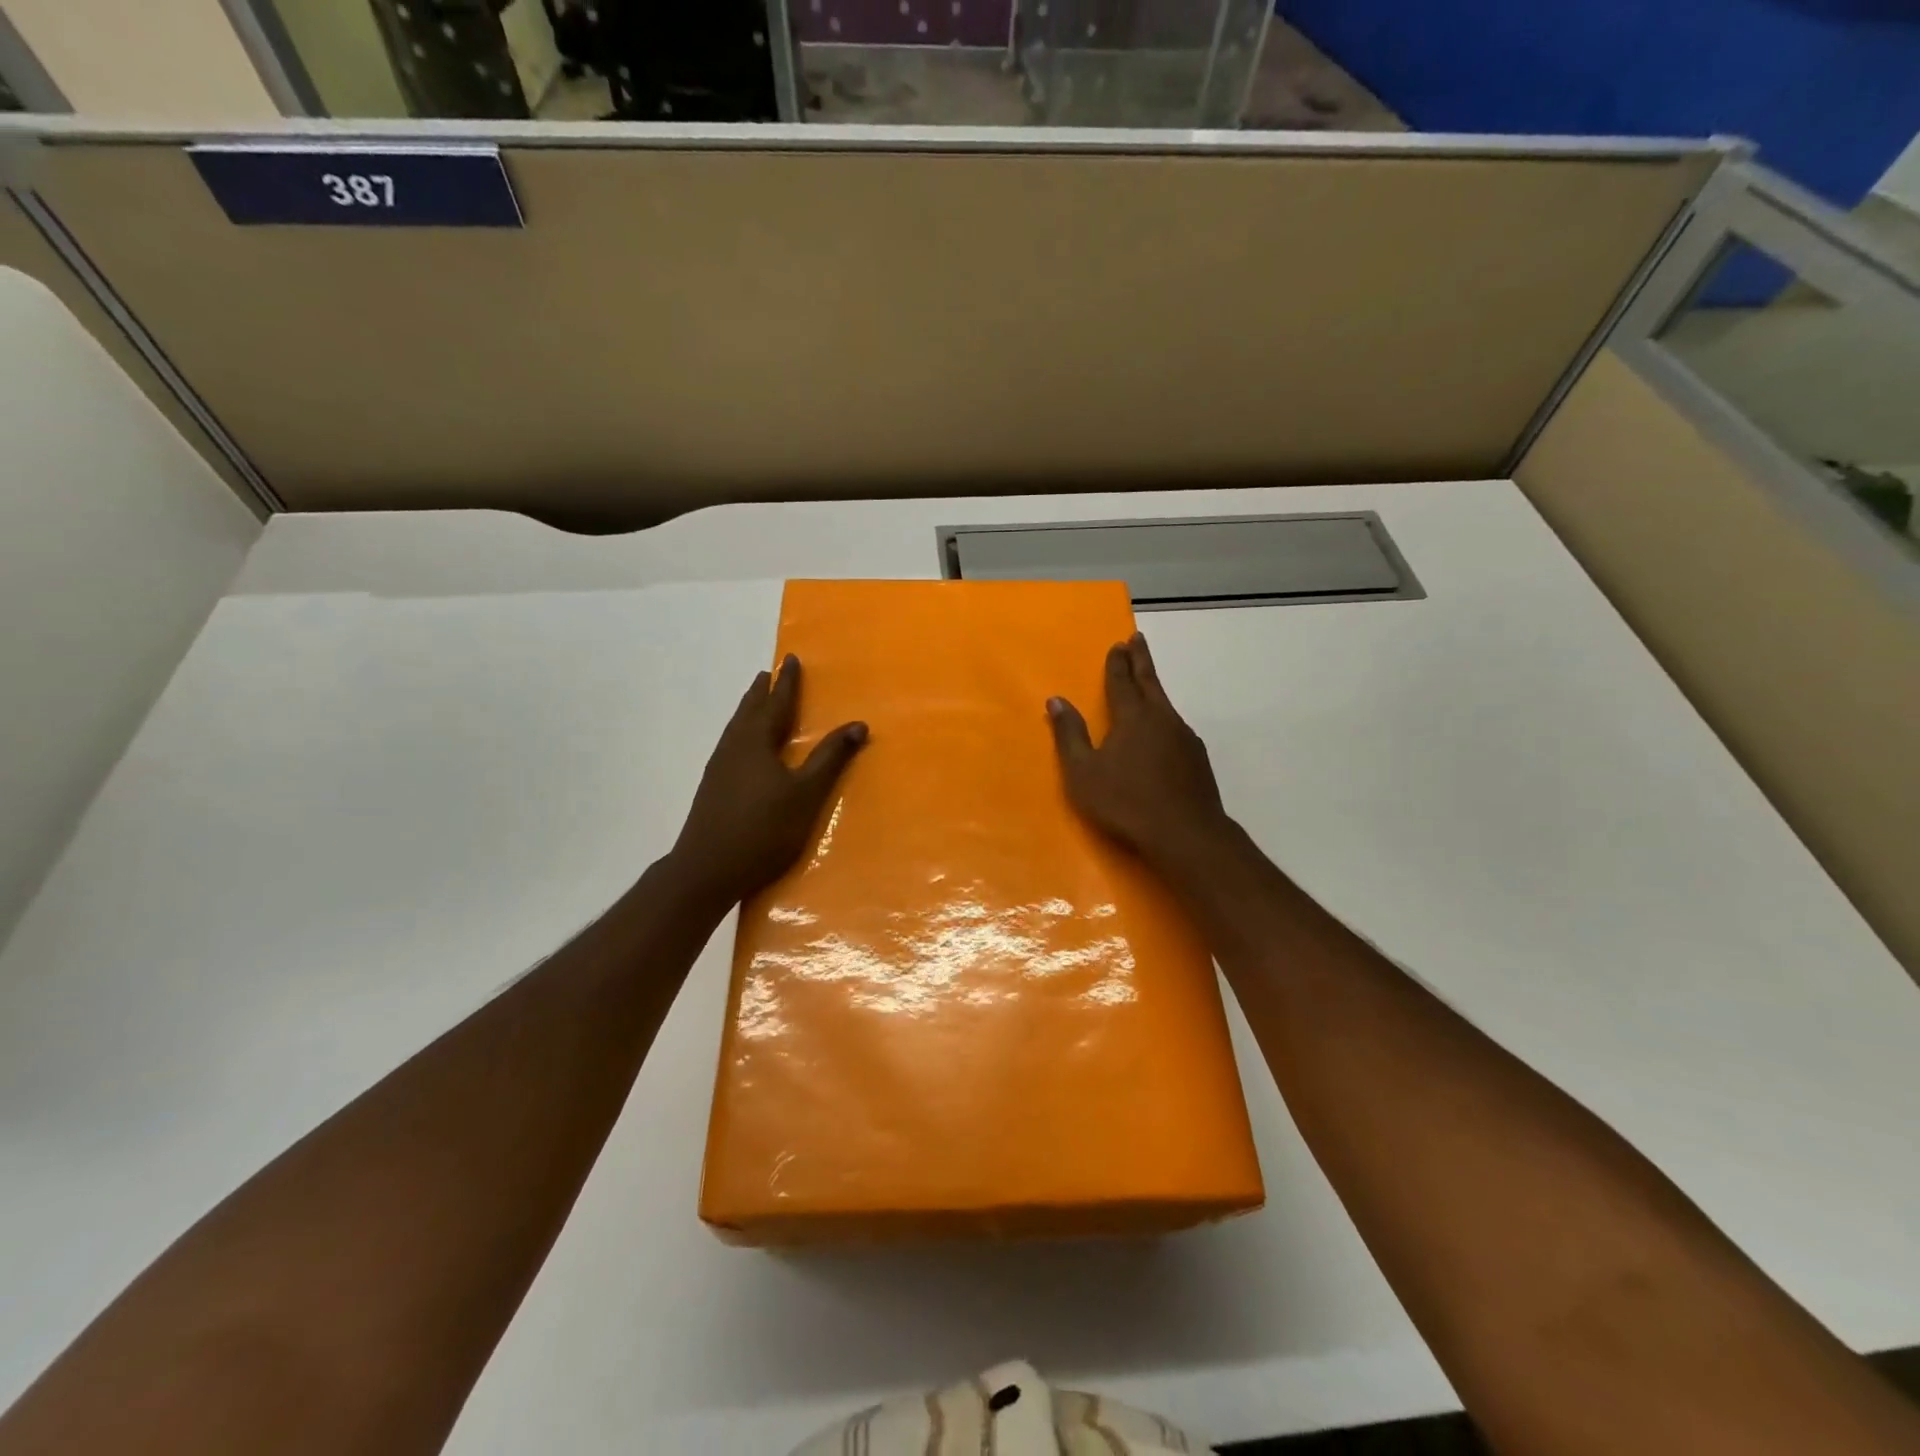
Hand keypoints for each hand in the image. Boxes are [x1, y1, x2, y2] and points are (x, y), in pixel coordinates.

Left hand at [669, 655, 867, 909]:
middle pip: (749, 710)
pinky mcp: (712, 787)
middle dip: (762, 691)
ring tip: (755, 702)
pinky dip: (740, 731)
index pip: (776, 703)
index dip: (787, 682)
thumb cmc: (763, 829)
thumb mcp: (806, 794)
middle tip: (768, 674)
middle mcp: (734, 746)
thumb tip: (858, 724)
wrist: (707, 869)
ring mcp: (719, 767)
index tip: (791, 659)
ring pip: (736, 727)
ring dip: (748, 710)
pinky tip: (742, 748)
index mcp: (757, 741)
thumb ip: (831, 758)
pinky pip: (730, 744)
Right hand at [1047, 633, 1232, 866]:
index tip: (1118, 643)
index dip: (1117, 662)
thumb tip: (1056, 700)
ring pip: (1165, 703)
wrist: (1186, 833)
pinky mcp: (1197, 758)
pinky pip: (1176, 726)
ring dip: (1154, 687)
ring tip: (1147, 682)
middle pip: (1150, 681)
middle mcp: (1161, 718)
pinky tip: (1163, 730)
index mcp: (1132, 717)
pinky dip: (1165, 717)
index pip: (1122, 681)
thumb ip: (1070, 734)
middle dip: (1141, 659)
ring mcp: (1184, 737)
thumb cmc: (1125, 802)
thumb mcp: (1084, 772)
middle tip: (1137, 638)